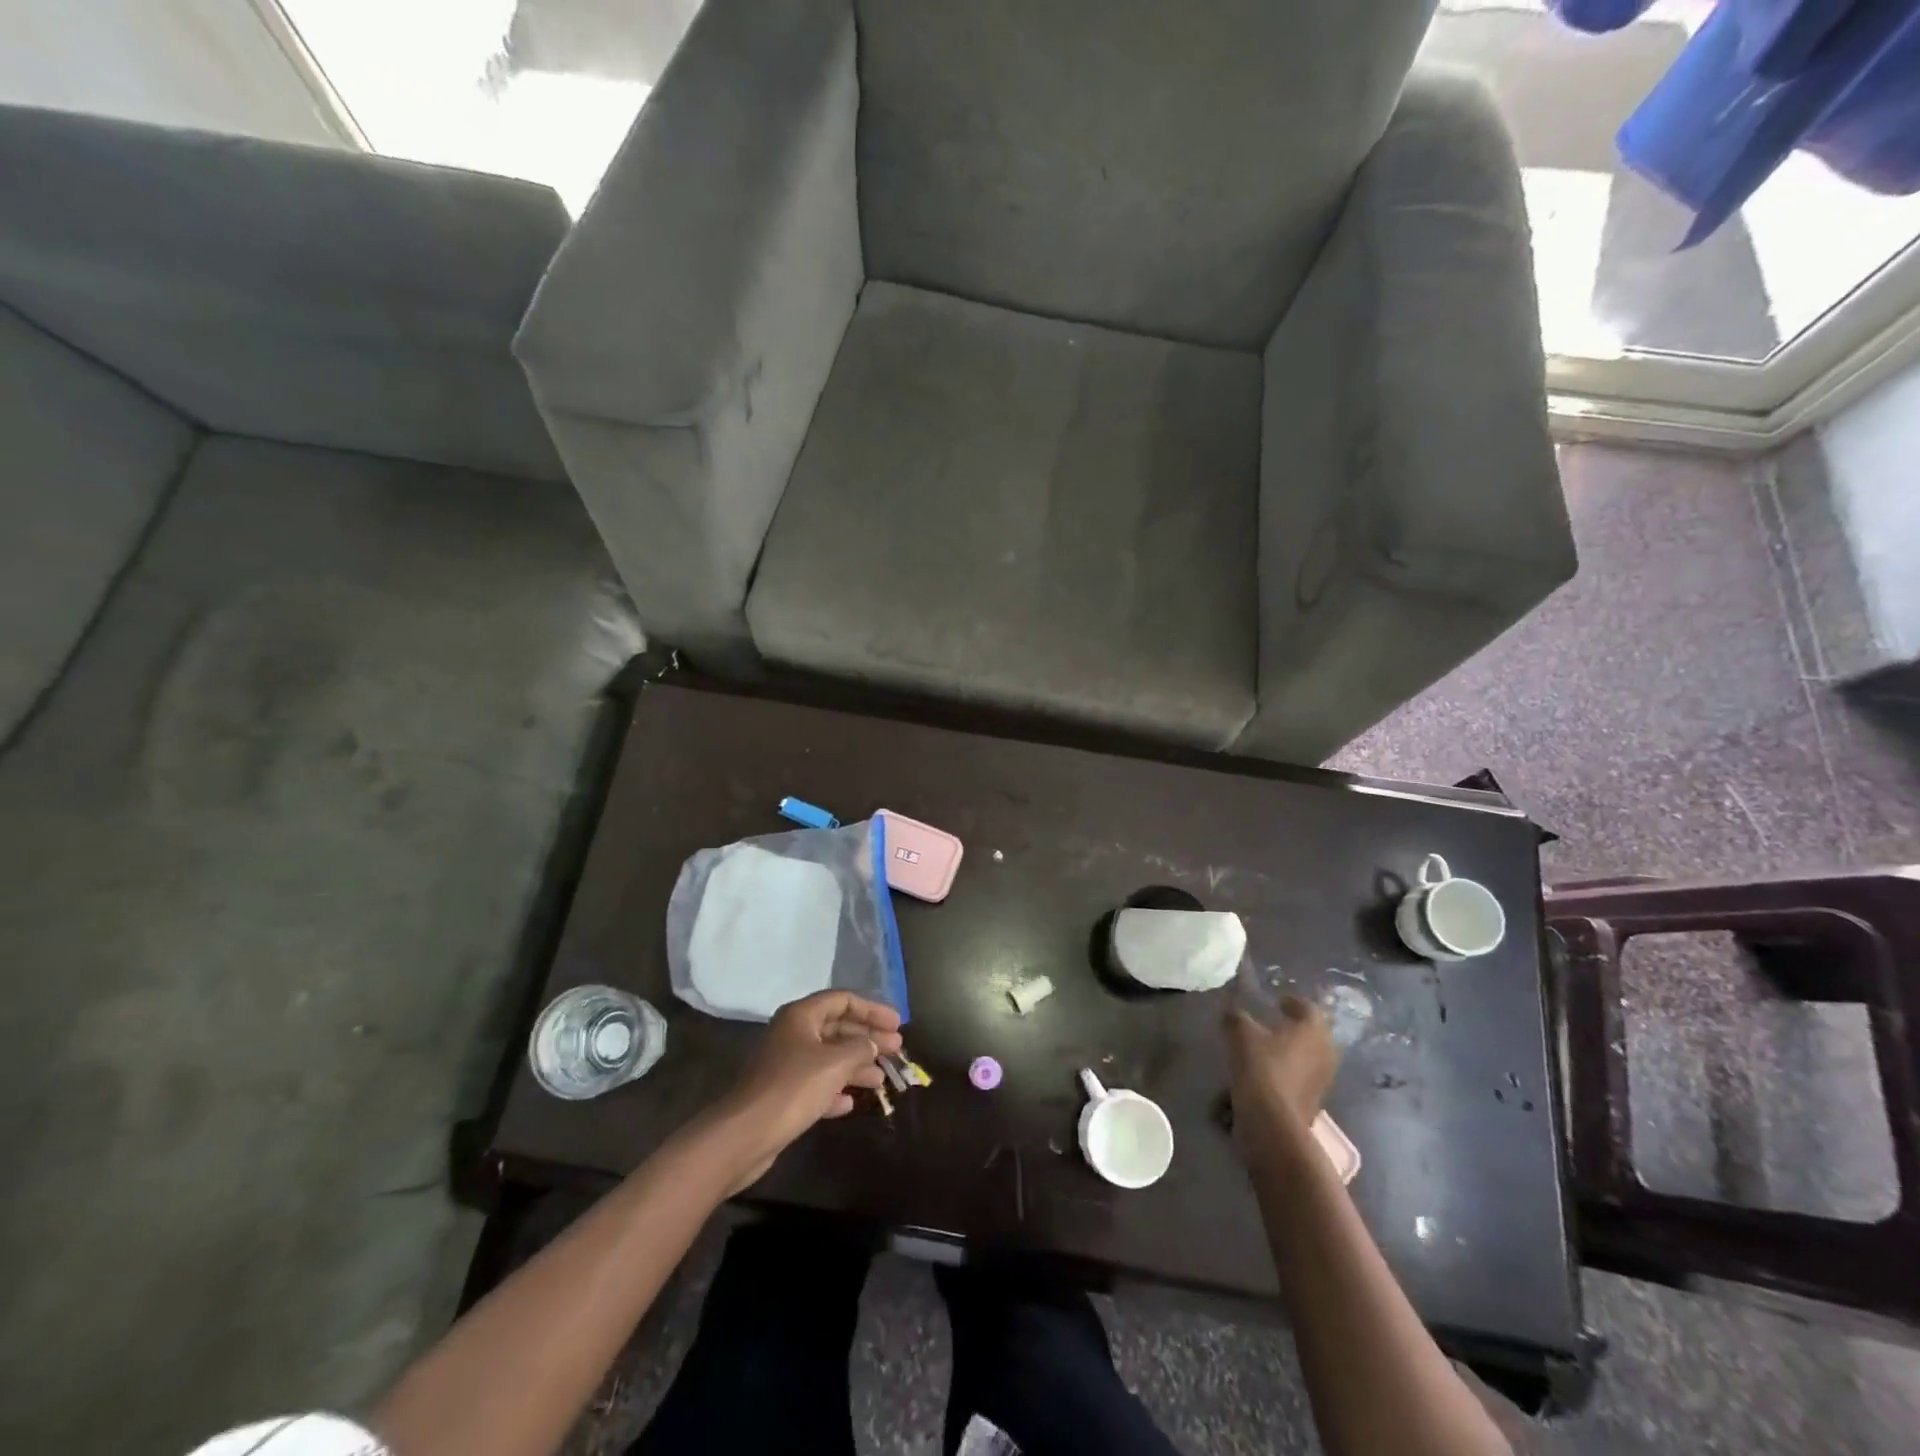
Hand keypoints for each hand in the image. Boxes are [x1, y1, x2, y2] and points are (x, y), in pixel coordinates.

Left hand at [710, 990, 903, 1190]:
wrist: (745, 1134)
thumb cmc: (793, 1088)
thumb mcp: (834, 1064)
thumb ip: (860, 1049)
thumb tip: (872, 1044)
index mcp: (801, 1016)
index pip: (843, 1000)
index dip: (872, 1009)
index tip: (897, 1024)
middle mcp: (793, 1034)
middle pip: (837, 1028)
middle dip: (868, 1038)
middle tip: (896, 1049)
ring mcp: (786, 1064)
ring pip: (829, 1057)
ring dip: (856, 1066)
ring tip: (882, 1079)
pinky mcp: (782, 1094)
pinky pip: (816, 1084)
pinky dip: (835, 1090)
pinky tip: (851, 1102)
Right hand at [1226, 995, 1338, 1166]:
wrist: (1272, 1120)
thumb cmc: (1261, 1066)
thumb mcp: (1240, 1032)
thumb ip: (1238, 1017)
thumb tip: (1234, 1011)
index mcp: (1313, 1029)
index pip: (1309, 1007)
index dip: (1292, 1001)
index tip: (1277, 1000)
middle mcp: (1326, 1051)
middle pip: (1315, 1032)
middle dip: (1297, 1026)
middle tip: (1276, 1021)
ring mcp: (1324, 1078)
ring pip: (1311, 1055)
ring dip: (1295, 1049)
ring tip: (1271, 1046)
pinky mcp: (1315, 1100)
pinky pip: (1305, 1076)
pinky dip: (1291, 1069)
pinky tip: (1271, 1070)